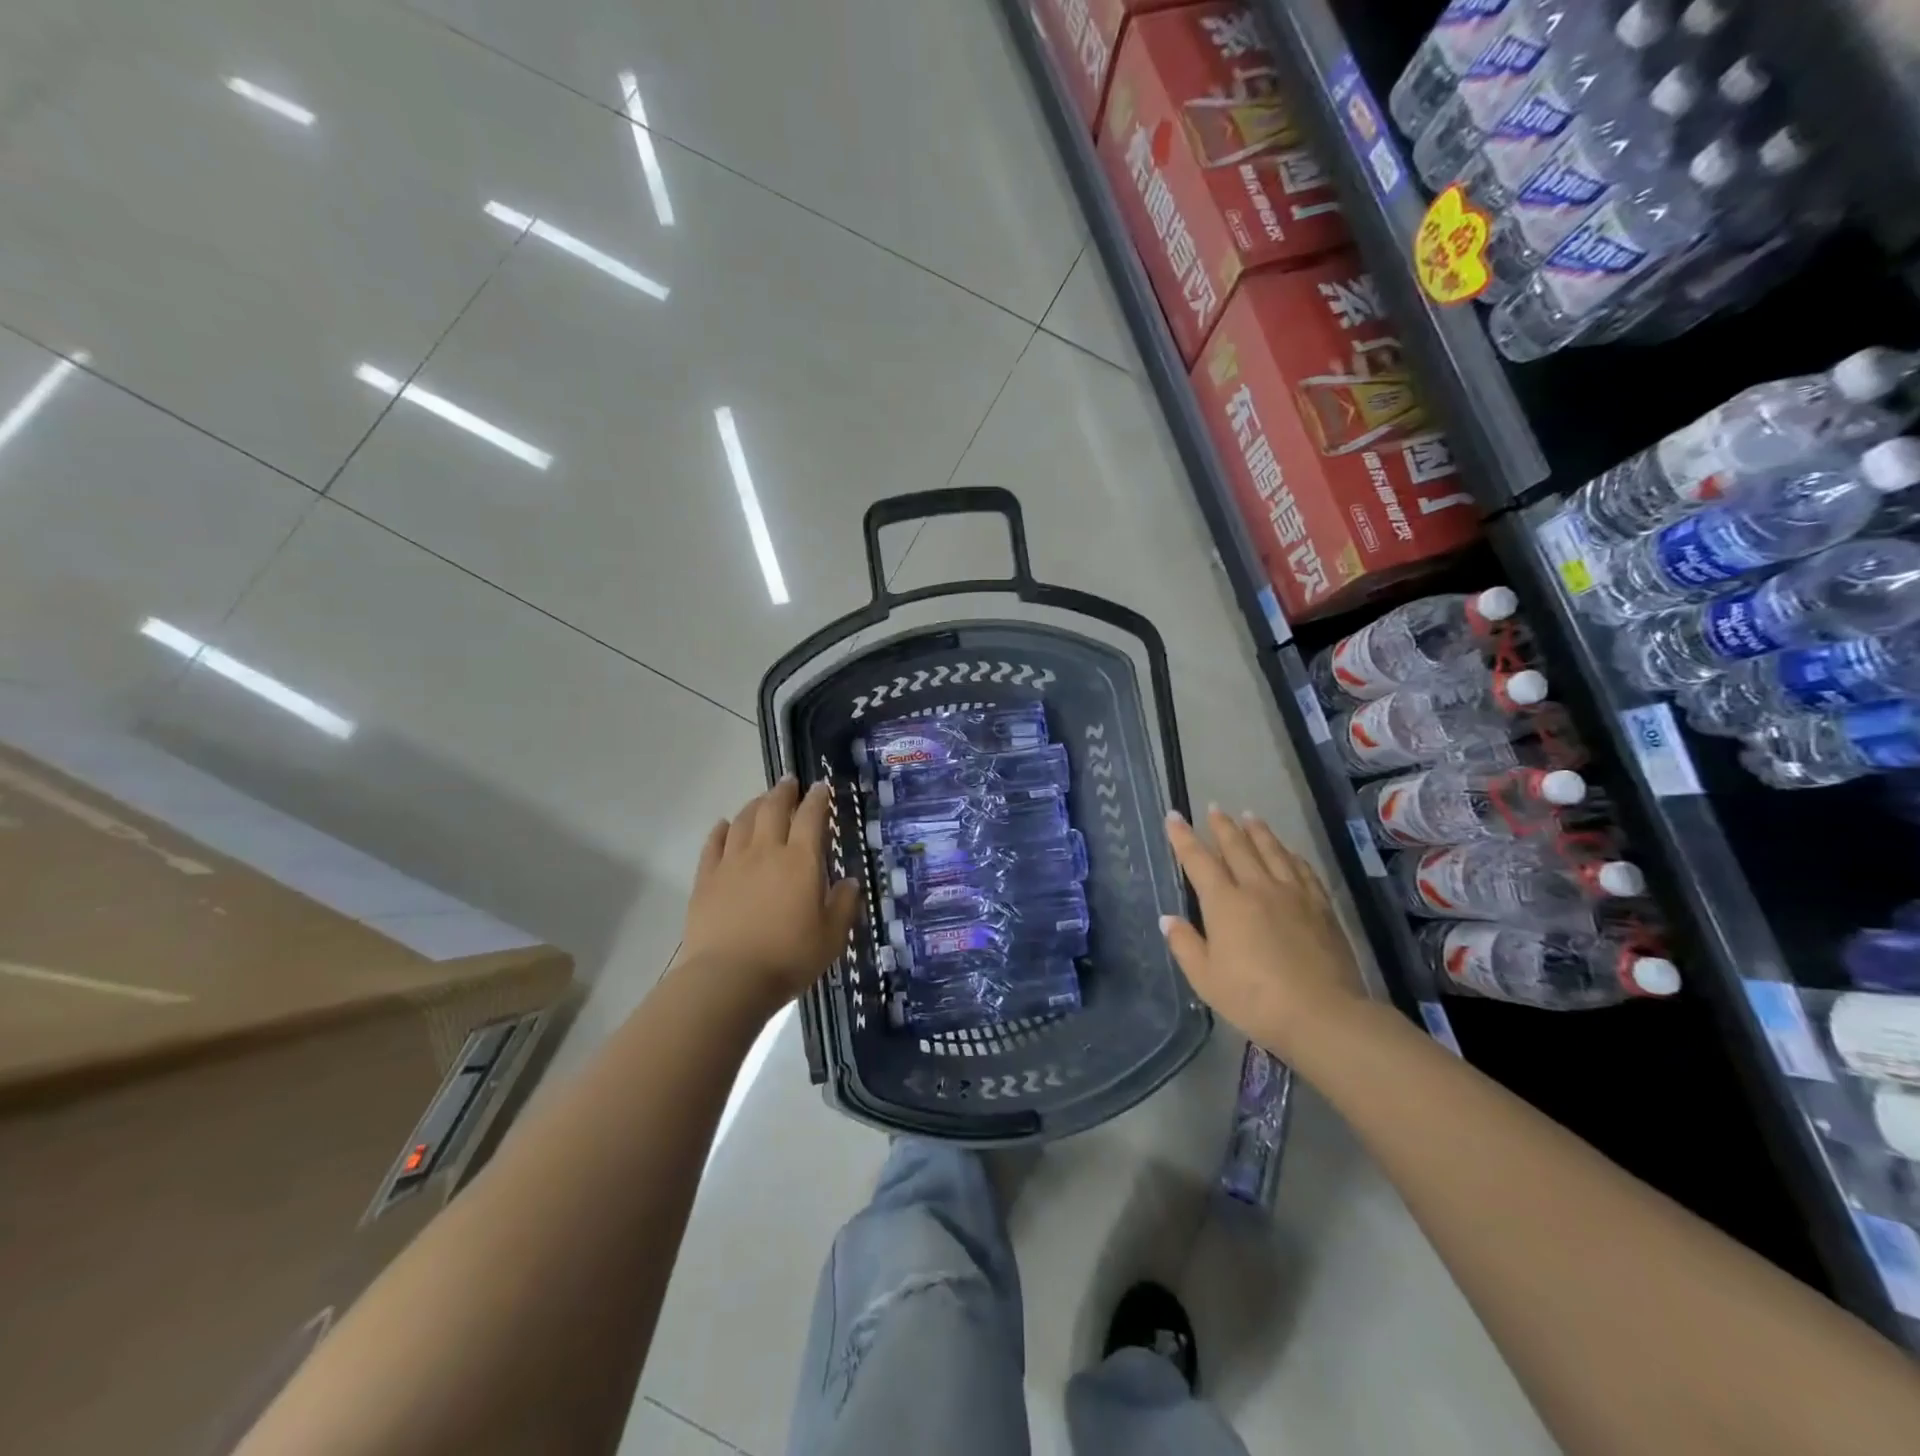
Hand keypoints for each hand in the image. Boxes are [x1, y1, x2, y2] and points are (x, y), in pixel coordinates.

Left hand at [678, 778, 861, 1017]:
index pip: (811, 817)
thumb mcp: (831, 937)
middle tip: (789, 782)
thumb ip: (843, 905)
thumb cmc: (788, 958)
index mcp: (801, 861)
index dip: (817, 799)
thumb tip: (849, 882)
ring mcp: (732, 863)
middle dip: (783, 792)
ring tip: (763, 800)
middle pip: (774, 808)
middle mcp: (766, 852)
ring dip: (755, 805)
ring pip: (743, 821)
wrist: (728, 978)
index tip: (821, 787)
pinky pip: (713, 844)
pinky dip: (721, 830)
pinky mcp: (706, 879)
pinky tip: (724, 826)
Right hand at [1162, 806, 1364, 1057]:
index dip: (1183, 837)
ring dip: (1258, 831)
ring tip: (1249, 816)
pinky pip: (1302, 870)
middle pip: (1237, 847)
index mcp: (1225, 903)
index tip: (1174, 816)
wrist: (1322, 1015)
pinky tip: (1289, 852)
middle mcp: (1257, 888)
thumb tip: (1169, 918)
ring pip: (1272, 851)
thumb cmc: (1254, 1000)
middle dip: (1222, 826)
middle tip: (1214, 808)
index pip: (1198, 861)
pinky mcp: (1320, 907)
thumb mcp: (1206, 979)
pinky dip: (1291, 855)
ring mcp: (1293, 895)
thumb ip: (1185, 945)